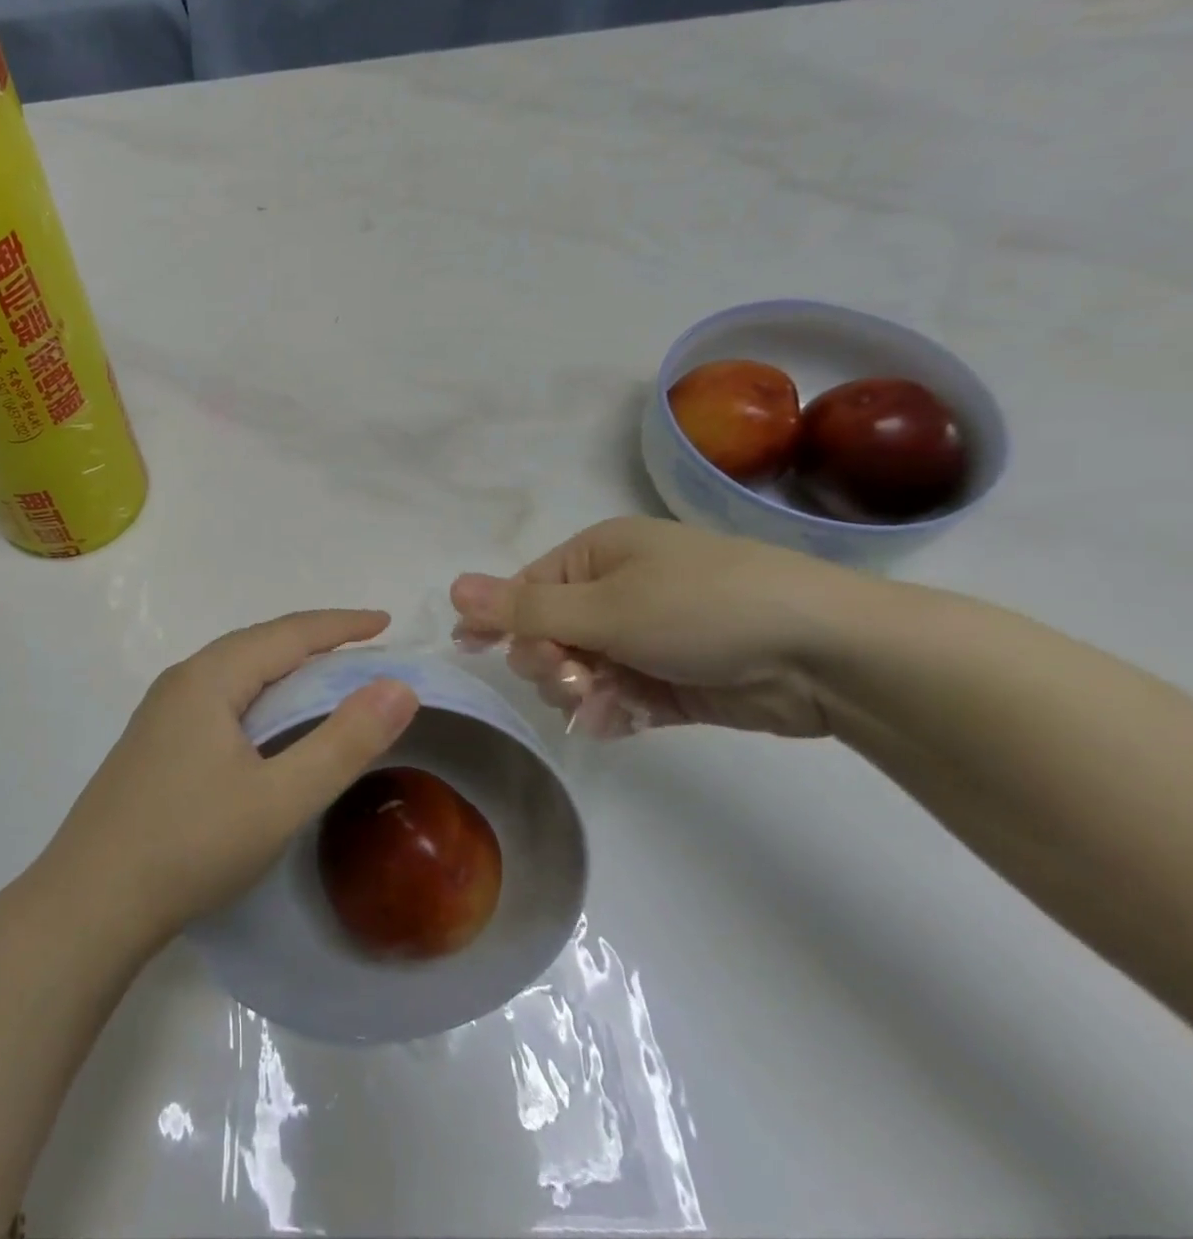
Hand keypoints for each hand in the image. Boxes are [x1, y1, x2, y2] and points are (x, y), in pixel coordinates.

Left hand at [42, 610, 419, 944]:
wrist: (89, 904)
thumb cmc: (190, 845)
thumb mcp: (280, 799)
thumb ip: (343, 742)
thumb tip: (399, 686)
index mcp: (209, 678)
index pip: (288, 634)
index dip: (341, 625)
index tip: (386, 622)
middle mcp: (181, 681)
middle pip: (257, 644)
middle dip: (314, 642)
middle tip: (363, 650)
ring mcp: (160, 713)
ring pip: (234, 672)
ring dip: (283, 668)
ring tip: (324, 679)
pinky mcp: (153, 744)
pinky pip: (218, 698)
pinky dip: (257, 696)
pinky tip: (266, 724)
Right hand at [450, 517, 857, 737]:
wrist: (826, 654)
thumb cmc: (701, 608)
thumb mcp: (604, 607)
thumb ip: (524, 609)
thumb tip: (454, 588)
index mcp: (598, 556)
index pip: (525, 589)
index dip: (498, 620)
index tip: (472, 650)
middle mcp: (618, 592)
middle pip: (548, 634)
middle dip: (547, 661)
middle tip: (568, 677)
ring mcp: (646, 638)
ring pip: (581, 672)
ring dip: (579, 692)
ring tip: (602, 703)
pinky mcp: (673, 680)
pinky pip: (619, 699)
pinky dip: (613, 713)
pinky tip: (617, 723)